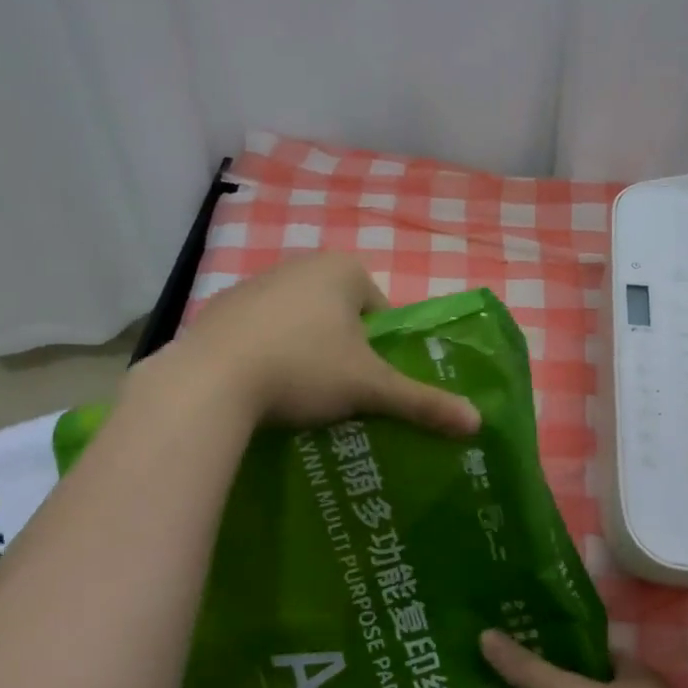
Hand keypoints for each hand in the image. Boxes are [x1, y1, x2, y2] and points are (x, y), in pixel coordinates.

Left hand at [162, 252, 480, 434]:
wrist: (211, 381)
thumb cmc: (304, 369)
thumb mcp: (370, 388)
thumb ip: (422, 402)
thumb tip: (477, 423)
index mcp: (343, 269)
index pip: (380, 311)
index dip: (381, 350)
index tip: (369, 383)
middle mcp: (300, 264)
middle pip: (341, 315)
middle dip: (344, 350)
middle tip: (339, 392)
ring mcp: (256, 283)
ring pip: (300, 322)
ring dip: (307, 352)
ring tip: (300, 394)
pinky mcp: (221, 308)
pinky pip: (262, 331)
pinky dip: (269, 353)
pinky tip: (262, 386)